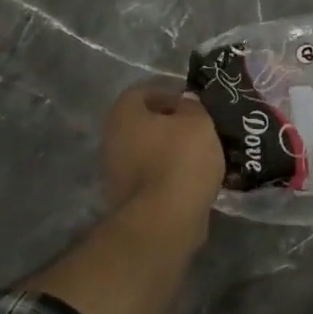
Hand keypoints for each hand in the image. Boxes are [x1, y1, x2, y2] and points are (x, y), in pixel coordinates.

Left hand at [102, 84, 224, 216]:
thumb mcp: (198, 122)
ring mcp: (116, 173)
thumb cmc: (180, 159)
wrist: (164, 220)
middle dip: (169, 125)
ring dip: (169, 151)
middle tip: (197, 129)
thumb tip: (184, 102)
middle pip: (142, 124)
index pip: (142, 93)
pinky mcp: (127, 200)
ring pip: (146, 151)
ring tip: (199, 156)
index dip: (168, 94)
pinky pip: (150, 176)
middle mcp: (112, 140)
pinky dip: (168, 175)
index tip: (191, 105)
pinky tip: (191, 180)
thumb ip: (192, 106)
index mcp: (124, 115)